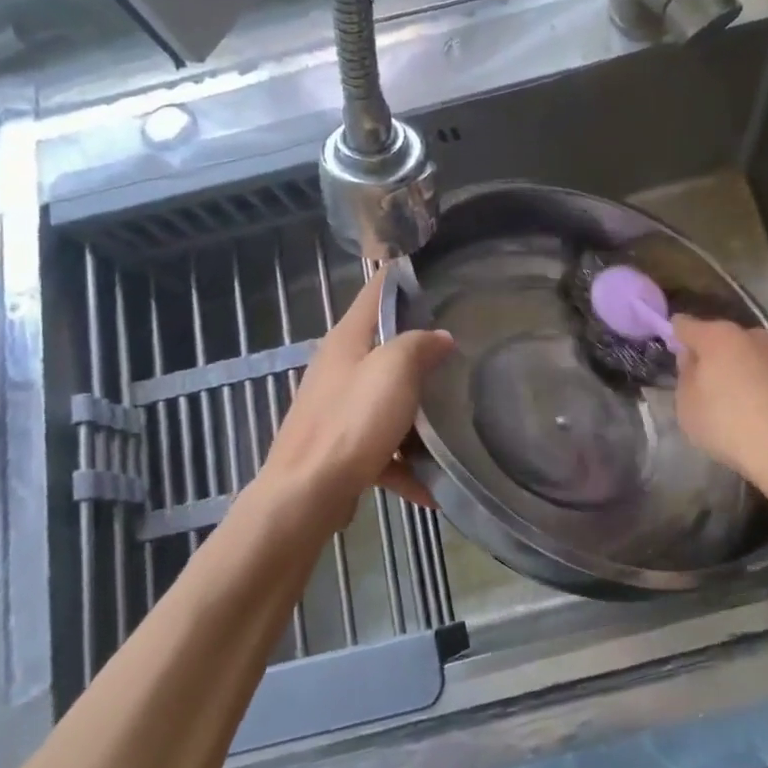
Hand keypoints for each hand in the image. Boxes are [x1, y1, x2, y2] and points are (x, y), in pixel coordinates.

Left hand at [250, 270, 454, 536]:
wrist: (307, 493)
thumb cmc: (352, 421)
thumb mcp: (394, 371)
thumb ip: (419, 345)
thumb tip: (440, 336)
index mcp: (347, 340)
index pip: (375, 292)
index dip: (402, 278)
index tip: (435, 274)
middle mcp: (337, 368)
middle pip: (384, 347)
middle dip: (420, 349)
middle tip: (460, 349)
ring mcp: (336, 409)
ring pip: (384, 399)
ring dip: (415, 414)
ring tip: (452, 424)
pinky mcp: (339, 447)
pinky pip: (381, 448)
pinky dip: (404, 463)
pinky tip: (431, 487)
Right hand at [671, 316, 767, 490]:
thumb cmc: (728, 423)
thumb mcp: (687, 405)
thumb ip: (686, 376)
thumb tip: (694, 359)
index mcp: (718, 336)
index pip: (686, 325)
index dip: (676, 335)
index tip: (672, 348)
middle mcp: (752, 336)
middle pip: (723, 339)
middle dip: (712, 355)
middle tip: (703, 381)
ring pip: (751, 357)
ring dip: (741, 371)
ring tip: (734, 401)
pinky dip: (763, 388)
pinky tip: (760, 414)